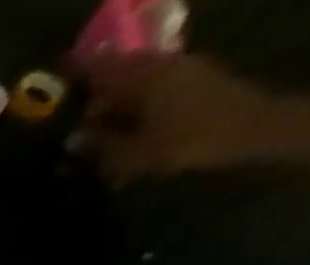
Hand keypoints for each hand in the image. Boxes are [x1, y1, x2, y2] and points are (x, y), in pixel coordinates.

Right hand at [76, 54, 288, 182]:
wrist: (249, 128)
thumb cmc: (185, 140)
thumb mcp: (131, 153)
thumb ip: (98, 147)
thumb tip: (72, 141)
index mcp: (144, 77)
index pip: (104, 68)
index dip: (81, 68)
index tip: (59, 68)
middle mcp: (163, 66)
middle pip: (120, 76)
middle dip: (96, 97)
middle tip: (76, 124)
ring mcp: (183, 72)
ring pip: (137, 86)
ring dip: (117, 108)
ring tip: (101, 138)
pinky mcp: (196, 83)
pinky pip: (155, 93)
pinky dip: (137, 110)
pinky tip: (129, 134)